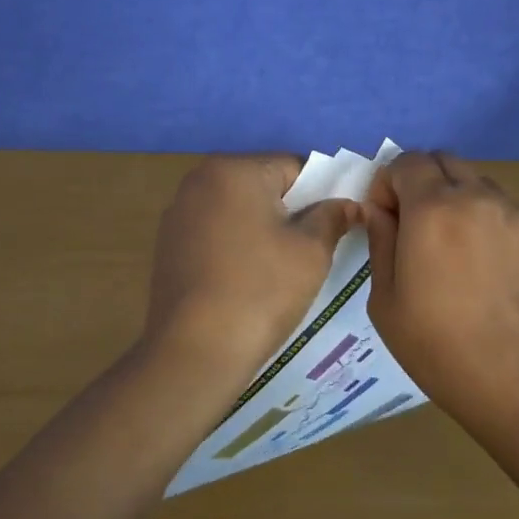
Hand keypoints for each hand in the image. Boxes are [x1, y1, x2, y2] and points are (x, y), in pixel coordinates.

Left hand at [141, 155, 358, 386]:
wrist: (196, 351)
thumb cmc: (261, 290)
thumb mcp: (311, 251)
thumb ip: (333, 217)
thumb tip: (350, 204)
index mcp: (233, 169)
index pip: (294, 167)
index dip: (322, 194)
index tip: (334, 226)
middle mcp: (199, 180)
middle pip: (263, 185)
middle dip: (290, 211)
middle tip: (311, 250)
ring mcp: (178, 213)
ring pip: (238, 210)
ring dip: (262, 229)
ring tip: (279, 269)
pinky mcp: (168, 245)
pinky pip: (215, 233)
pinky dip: (235, 246)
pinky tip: (246, 280)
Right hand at [363, 151, 518, 418]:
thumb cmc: (440, 349)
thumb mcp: (385, 301)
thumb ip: (380, 241)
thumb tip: (380, 210)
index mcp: (432, 209)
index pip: (407, 160)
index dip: (390, 183)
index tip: (388, 217)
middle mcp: (480, 196)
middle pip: (446, 161)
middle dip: (425, 184)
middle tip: (422, 229)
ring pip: (483, 186)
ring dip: (463, 203)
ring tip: (466, 255)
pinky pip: (516, 214)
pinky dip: (499, 228)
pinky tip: (501, 274)